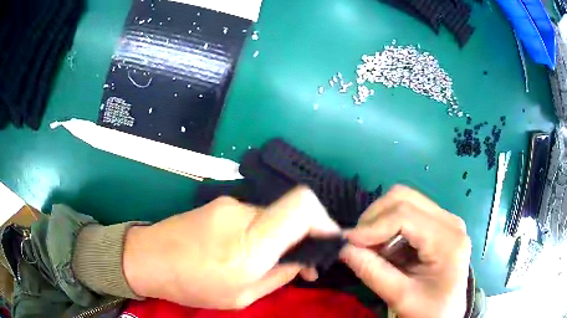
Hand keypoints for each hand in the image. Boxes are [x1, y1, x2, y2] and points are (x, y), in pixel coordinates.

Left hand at [123, 187, 339, 308]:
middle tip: (299, 263)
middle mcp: (243, 214)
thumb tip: (306, 261)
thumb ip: (280, 275)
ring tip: (266, 261)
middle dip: (303, 235)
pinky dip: (261, 232)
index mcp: (251, 243)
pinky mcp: (220, 204)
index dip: (324, 220)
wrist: (148, 258)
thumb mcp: (242, 296)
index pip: (302, 206)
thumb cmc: (192, 286)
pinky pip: (254, 215)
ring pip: (272, 215)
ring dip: (279, 236)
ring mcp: (229, 204)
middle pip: (292, 211)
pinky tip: (245, 250)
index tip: (326, 242)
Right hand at [341, 186, 471, 317]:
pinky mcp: (439, 224)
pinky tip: (386, 247)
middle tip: (358, 243)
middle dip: (375, 217)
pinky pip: (409, 212)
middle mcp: (450, 222)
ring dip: (381, 220)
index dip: (373, 226)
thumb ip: (372, 272)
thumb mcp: (400, 297)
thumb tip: (344, 249)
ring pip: (405, 200)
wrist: (447, 314)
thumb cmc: (428, 310)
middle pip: (405, 198)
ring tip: (371, 247)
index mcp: (448, 240)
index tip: (348, 242)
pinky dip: (389, 225)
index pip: (405, 215)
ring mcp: (446, 220)